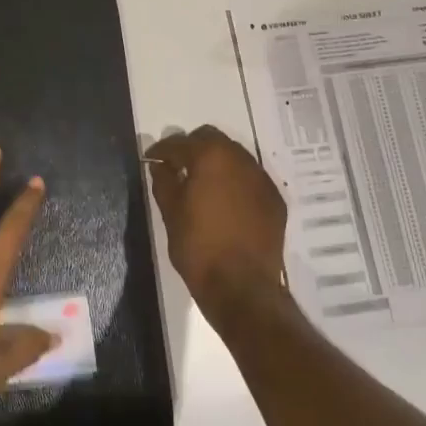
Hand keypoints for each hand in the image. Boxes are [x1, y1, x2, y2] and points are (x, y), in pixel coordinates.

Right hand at [146, 126, 293, 332]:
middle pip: (212, 139)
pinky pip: (250, 179)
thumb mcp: (171, 213)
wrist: (242, 286)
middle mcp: (241, 159)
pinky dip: (235, 182)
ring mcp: (262, 179)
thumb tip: (160, 166)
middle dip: (192, 148)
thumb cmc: (198, 247)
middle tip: (177, 167)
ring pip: (235, 157)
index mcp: (211, 157)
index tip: (151, 159)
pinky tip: (225, 202)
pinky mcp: (275, 200)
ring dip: (216, 163)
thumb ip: (164, 182)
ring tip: (201, 184)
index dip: (161, 150)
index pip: (180, 143)